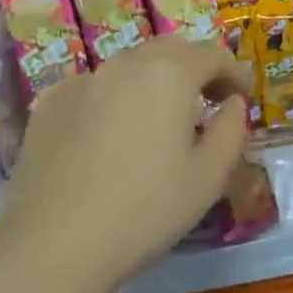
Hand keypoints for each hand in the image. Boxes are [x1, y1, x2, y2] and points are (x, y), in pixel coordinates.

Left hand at [0, 37, 250, 292]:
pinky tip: (111, 136)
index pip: (212, 54)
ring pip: (129, 66)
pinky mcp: (49, 103)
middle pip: (169, 49)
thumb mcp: (208, 177)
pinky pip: (94, 87)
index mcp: (169, 74)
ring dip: (153, 81)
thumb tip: (233, 104)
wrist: (53, 244)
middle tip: (207, 101)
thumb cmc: (145, 211)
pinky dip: (114, 99)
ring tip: (159, 120)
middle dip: (194, 67)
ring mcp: (83, 80)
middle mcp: (125, 64)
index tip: (243, 96)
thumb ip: (231, 130)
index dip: (234, 72)